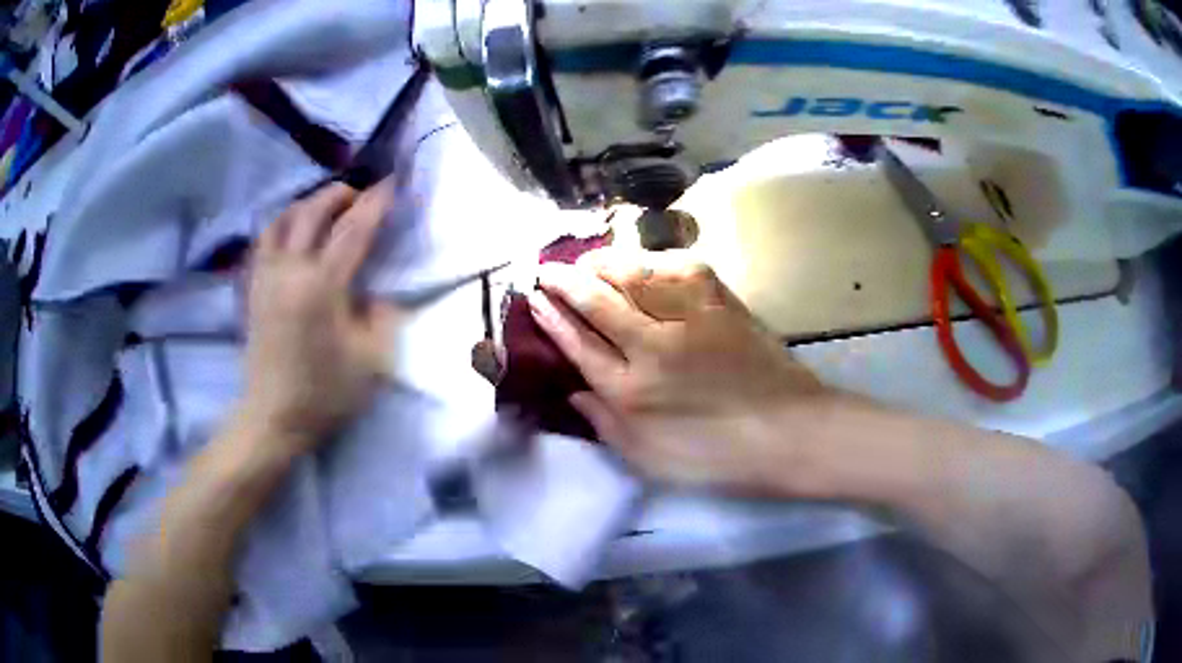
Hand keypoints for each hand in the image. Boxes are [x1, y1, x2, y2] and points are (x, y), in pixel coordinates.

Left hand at [241, 183, 401, 452]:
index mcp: (322, 287)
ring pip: (282, 219)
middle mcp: (290, 271)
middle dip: (339, 194)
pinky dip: (282, 225)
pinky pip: (264, 240)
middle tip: (359, 196)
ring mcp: (266, 277)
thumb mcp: (373, 362)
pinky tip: (292, 233)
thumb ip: (382, 317)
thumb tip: (376, 291)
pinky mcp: (253, 289)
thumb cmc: (325, 394)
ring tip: (325, 209)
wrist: (273, 418)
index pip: (353, 230)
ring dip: (307, 204)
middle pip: (312, 211)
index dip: (375, 203)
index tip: (392, 184)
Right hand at [529, 249, 829, 492]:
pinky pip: (679, 268)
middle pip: (597, 302)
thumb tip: (573, 391)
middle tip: (547, 269)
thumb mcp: (650, 461)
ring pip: (634, 275)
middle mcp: (654, 348)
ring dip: (602, 262)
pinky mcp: (722, 303)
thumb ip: (605, 425)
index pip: (578, 345)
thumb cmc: (719, 459)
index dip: (552, 319)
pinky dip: (653, 260)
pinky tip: (641, 262)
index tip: (534, 298)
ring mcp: (690, 319)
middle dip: (564, 281)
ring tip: (586, 260)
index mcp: (632, 393)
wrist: (790, 434)